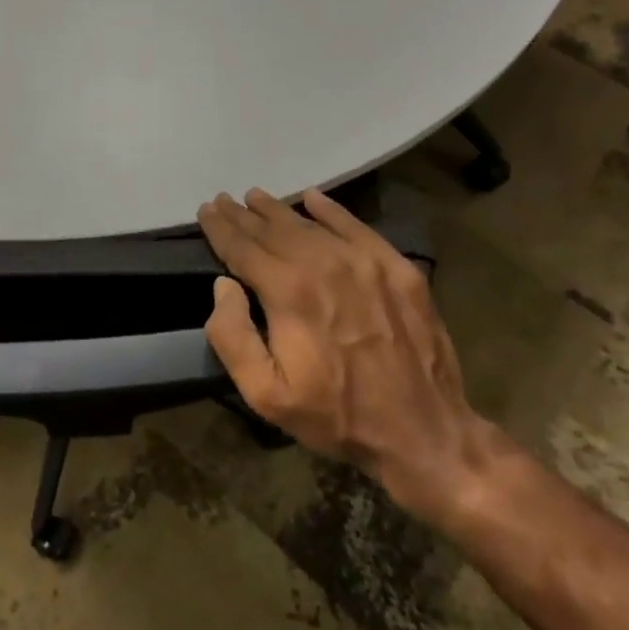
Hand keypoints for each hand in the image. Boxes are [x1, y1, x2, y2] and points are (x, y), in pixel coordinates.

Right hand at [196, 188, 495, 528]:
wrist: (423, 431)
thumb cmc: (335, 415)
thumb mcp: (265, 393)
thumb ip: (232, 336)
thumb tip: (224, 286)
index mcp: (289, 291)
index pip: (243, 248)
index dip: (220, 228)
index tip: (205, 210)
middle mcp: (325, 263)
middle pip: (274, 230)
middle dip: (244, 215)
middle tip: (223, 200)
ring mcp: (366, 262)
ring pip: (311, 225)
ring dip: (279, 210)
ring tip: (257, 198)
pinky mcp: (398, 269)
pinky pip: (356, 227)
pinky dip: (331, 211)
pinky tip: (313, 198)